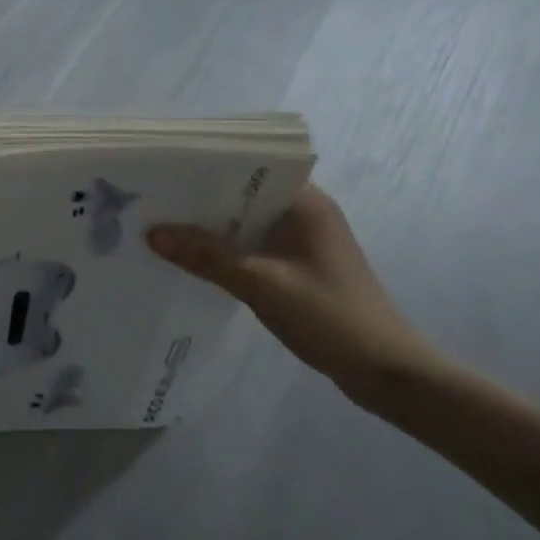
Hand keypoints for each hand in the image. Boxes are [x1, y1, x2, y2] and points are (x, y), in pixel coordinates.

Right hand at [147, 186, 447, 406]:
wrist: (386, 373)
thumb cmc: (330, 317)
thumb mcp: (262, 284)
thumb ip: (207, 256)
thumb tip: (152, 233)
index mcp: (306, 203)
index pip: (251, 167)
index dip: (208, 166)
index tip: (167, 170)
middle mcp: (304, 214)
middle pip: (243, 195)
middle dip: (202, 199)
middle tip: (153, 198)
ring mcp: (302, 243)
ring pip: (245, 224)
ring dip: (211, 227)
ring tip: (162, 224)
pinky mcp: (298, 268)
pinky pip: (252, 247)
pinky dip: (225, 251)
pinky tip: (192, 258)